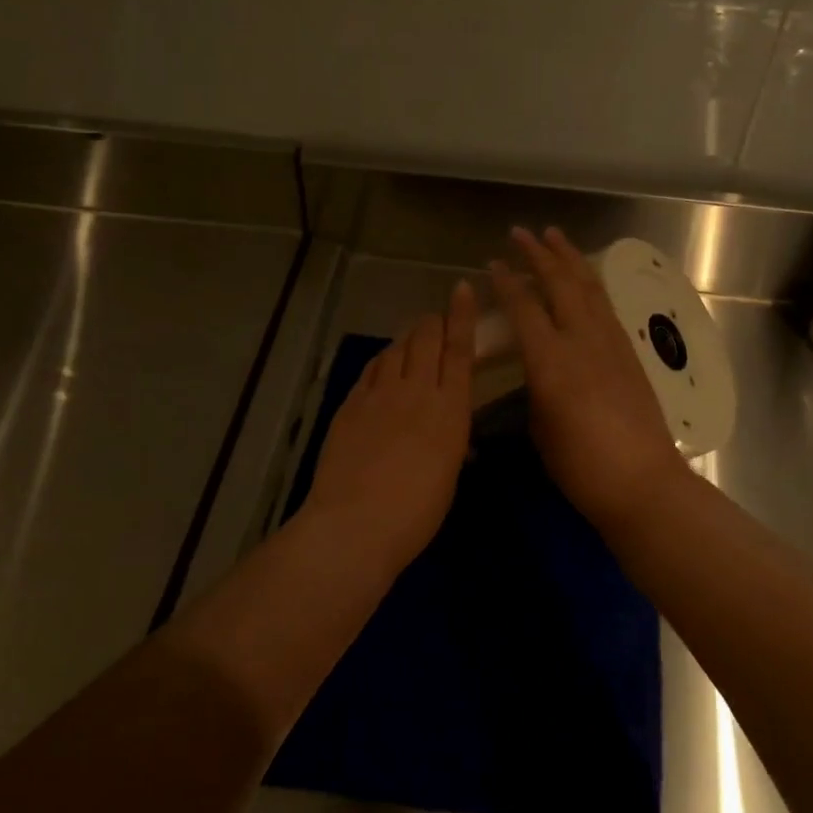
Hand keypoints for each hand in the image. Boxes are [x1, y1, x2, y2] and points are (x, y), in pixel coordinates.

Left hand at [304, 281, 477, 565]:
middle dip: (432, 322)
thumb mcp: (448, 475)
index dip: (461, 315)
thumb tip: (452, 434)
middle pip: (425, 338)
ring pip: (396, 349)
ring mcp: (379, 394)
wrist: (356, 524)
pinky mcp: (351, 403)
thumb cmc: (416, 513)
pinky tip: (383, 365)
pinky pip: (371, 369)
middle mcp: (417, 390)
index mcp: (450, 409)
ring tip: (412, 341)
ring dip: (407, 339)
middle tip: (436, 322)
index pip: (459, 349)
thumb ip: (451, 442)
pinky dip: (383, 360)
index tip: (461, 288)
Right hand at [490, 227, 693, 531]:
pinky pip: (605, 306)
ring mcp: (610, 343)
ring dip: (569, 259)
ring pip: (588, 288)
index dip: (507, 283)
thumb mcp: (541, 429)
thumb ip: (535, 390)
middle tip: (522, 233)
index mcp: (551, 361)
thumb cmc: (581, 466)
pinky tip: (584, 280)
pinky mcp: (629, 353)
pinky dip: (590, 284)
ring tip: (555, 237)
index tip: (493, 264)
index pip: (524, 308)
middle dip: (539, 254)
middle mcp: (581, 341)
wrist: (642, 482)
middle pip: (559, 284)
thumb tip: (537, 374)